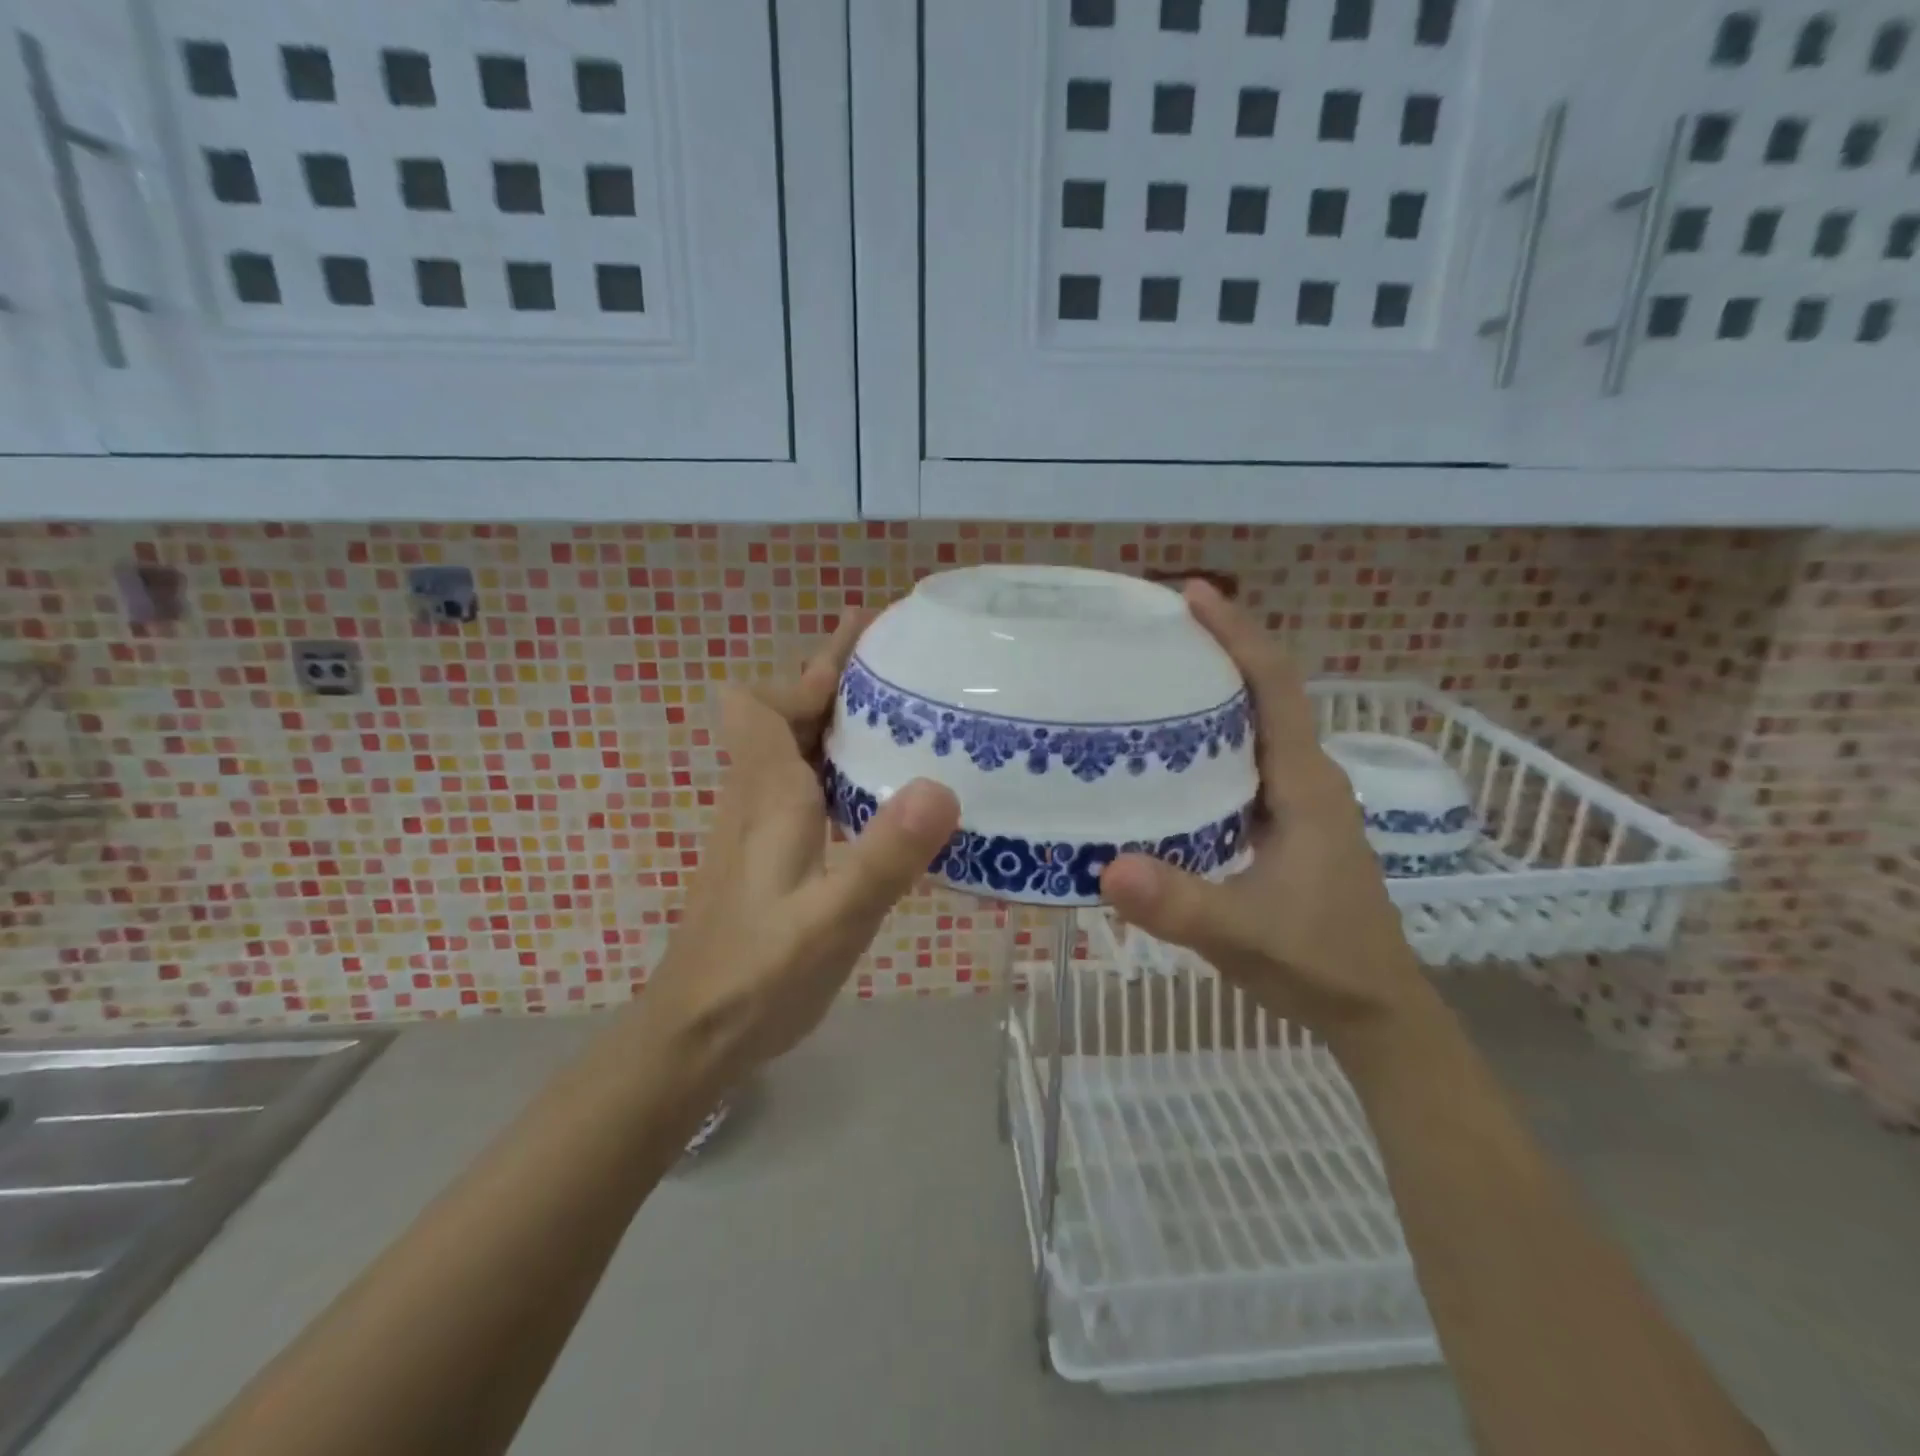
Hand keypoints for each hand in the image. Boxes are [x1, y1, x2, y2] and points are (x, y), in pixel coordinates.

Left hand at [643, 613, 960, 1084]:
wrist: (694, 1038)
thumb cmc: (759, 977)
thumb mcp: (834, 921)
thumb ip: (884, 856)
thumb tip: (941, 785)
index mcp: (767, 795)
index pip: (762, 702)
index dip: (808, 669)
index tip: (865, 644)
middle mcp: (755, 799)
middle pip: (779, 715)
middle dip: (831, 681)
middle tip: (899, 662)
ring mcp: (756, 828)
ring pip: (790, 750)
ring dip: (834, 721)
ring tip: (900, 713)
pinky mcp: (765, 856)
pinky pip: (799, 786)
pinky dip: (834, 766)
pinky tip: (878, 791)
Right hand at [1099, 583, 1430, 1043]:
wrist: (1375, 1011)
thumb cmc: (1320, 963)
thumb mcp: (1244, 934)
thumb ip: (1180, 904)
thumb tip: (1107, 867)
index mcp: (1305, 785)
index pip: (1276, 688)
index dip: (1238, 634)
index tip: (1192, 595)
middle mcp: (1305, 779)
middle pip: (1264, 694)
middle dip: (1216, 651)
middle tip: (1150, 634)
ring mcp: (1297, 802)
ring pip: (1254, 728)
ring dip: (1212, 694)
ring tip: (1149, 680)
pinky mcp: (1284, 825)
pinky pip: (1244, 763)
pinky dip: (1210, 742)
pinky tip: (1167, 757)